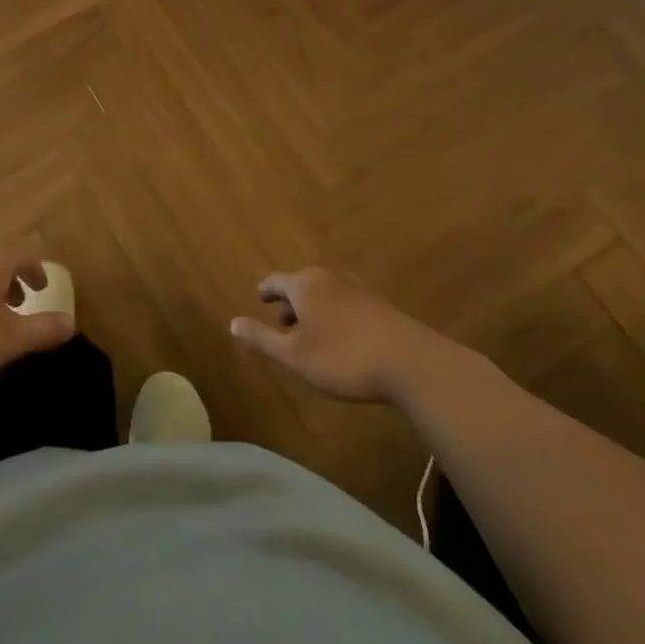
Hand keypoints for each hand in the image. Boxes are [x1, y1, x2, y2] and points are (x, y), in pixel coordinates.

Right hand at [230, 267, 418, 402]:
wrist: (412, 364)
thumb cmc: (343, 358)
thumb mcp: (294, 356)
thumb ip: (262, 338)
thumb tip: (232, 323)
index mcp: (304, 285)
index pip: (275, 281)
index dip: (265, 292)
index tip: (259, 300)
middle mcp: (329, 279)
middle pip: (301, 285)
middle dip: (289, 304)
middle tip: (282, 326)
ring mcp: (357, 290)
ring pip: (324, 295)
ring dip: (313, 313)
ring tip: (310, 337)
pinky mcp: (378, 306)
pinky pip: (344, 304)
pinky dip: (334, 317)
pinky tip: (340, 342)